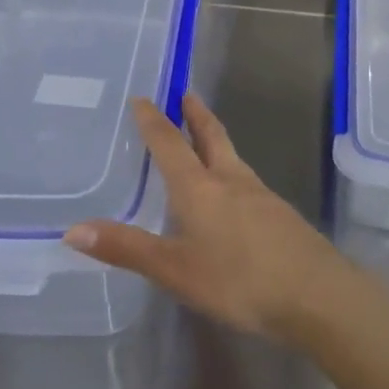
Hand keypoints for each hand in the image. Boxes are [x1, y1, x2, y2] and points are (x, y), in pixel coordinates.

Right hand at [63, 94, 356, 339]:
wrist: (316, 294)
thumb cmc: (239, 280)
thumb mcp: (175, 270)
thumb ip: (127, 249)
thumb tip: (72, 230)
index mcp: (200, 188)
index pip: (171, 144)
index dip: (154, 121)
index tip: (144, 97)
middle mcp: (231, 180)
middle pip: (212, 137)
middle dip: (196, 115)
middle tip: (186, 94)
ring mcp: (261, 195)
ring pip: (233, 156)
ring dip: (215, 140)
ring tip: (204, 138)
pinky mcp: (280, 214)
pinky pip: (247, 180)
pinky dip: (231, 169)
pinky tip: (232, 191)